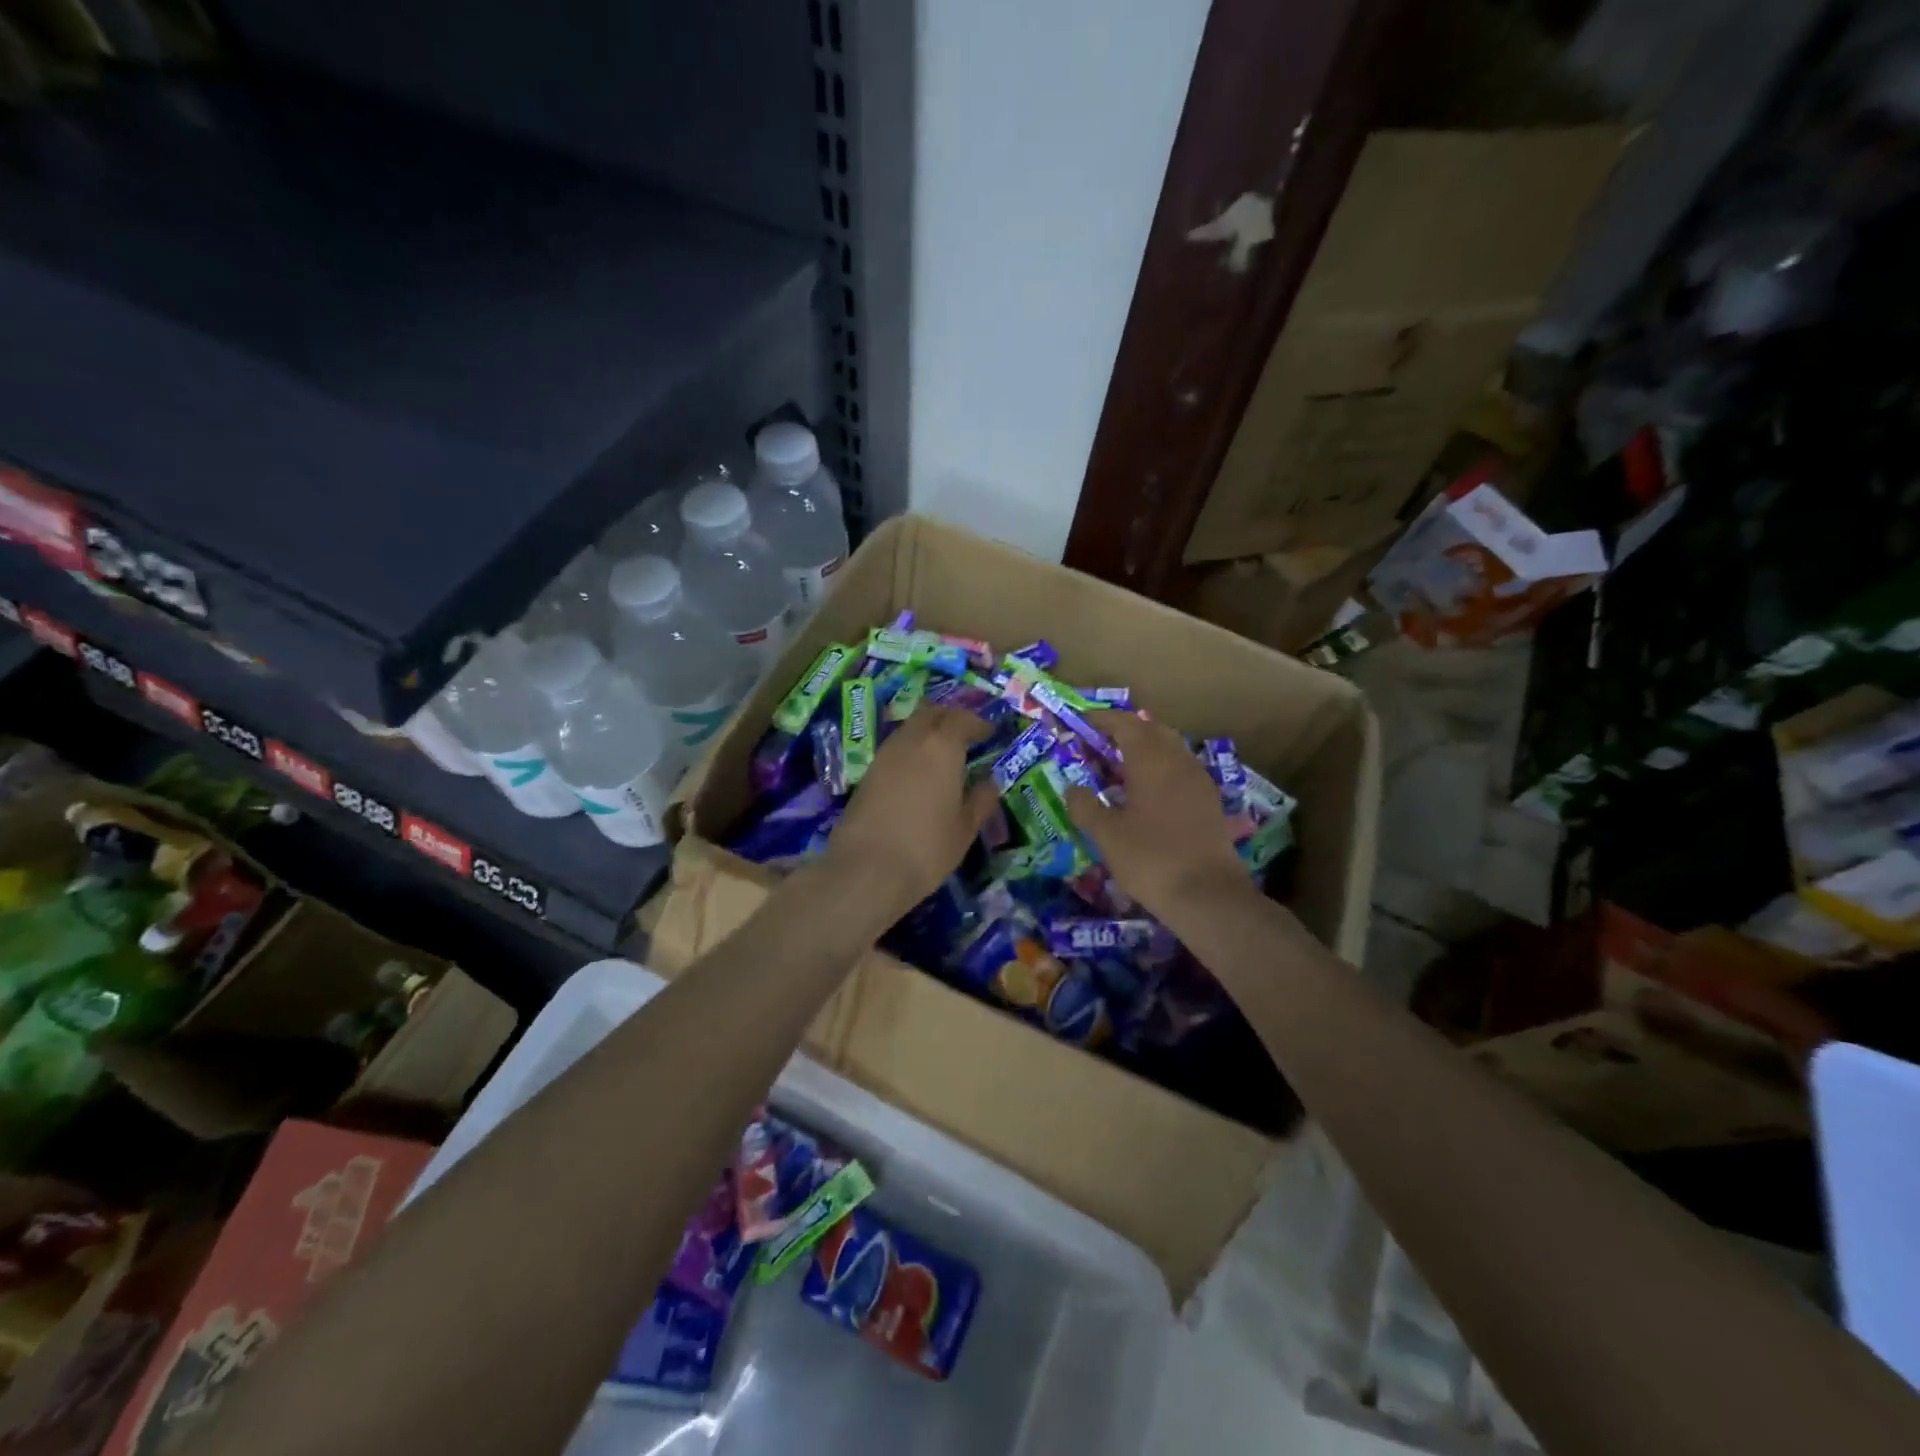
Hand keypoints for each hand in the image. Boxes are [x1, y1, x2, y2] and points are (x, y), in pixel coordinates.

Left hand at [823, 706, 997, 920]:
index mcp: (942, 746)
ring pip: (909, 728)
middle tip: (966, 734)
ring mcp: (884, 755)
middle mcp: (911, 741)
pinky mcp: (867, 774)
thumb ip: (981, 800)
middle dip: (950, 718)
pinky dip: (910, 750)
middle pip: (931, 713)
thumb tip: (990, 782)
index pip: (962, 719)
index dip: (977, 723)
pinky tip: (918, 772)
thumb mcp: (964, 828)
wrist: (866, 869)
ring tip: (943, 753)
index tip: (989, 732)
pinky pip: (895, 749)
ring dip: (927, 731)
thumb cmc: (927, 847)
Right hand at [1063, 712, 1253, 924]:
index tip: (1082, 721)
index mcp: (1151, 760)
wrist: (1208, 896)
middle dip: (1126, 730)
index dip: (1102, 719)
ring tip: (1120, 767)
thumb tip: (1073, 788)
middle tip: (1100, 742)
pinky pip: (1181, 770)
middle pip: (1152, 730)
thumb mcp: (1107, 835)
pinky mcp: (1210, 802)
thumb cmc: (1150, 859)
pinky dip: (1160, 769)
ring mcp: (1199, 781)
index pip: (1125, 724)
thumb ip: (1086, 806)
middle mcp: (1178, 761)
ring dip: (1145, 749)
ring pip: (1170, 749)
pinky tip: (1147, 793)